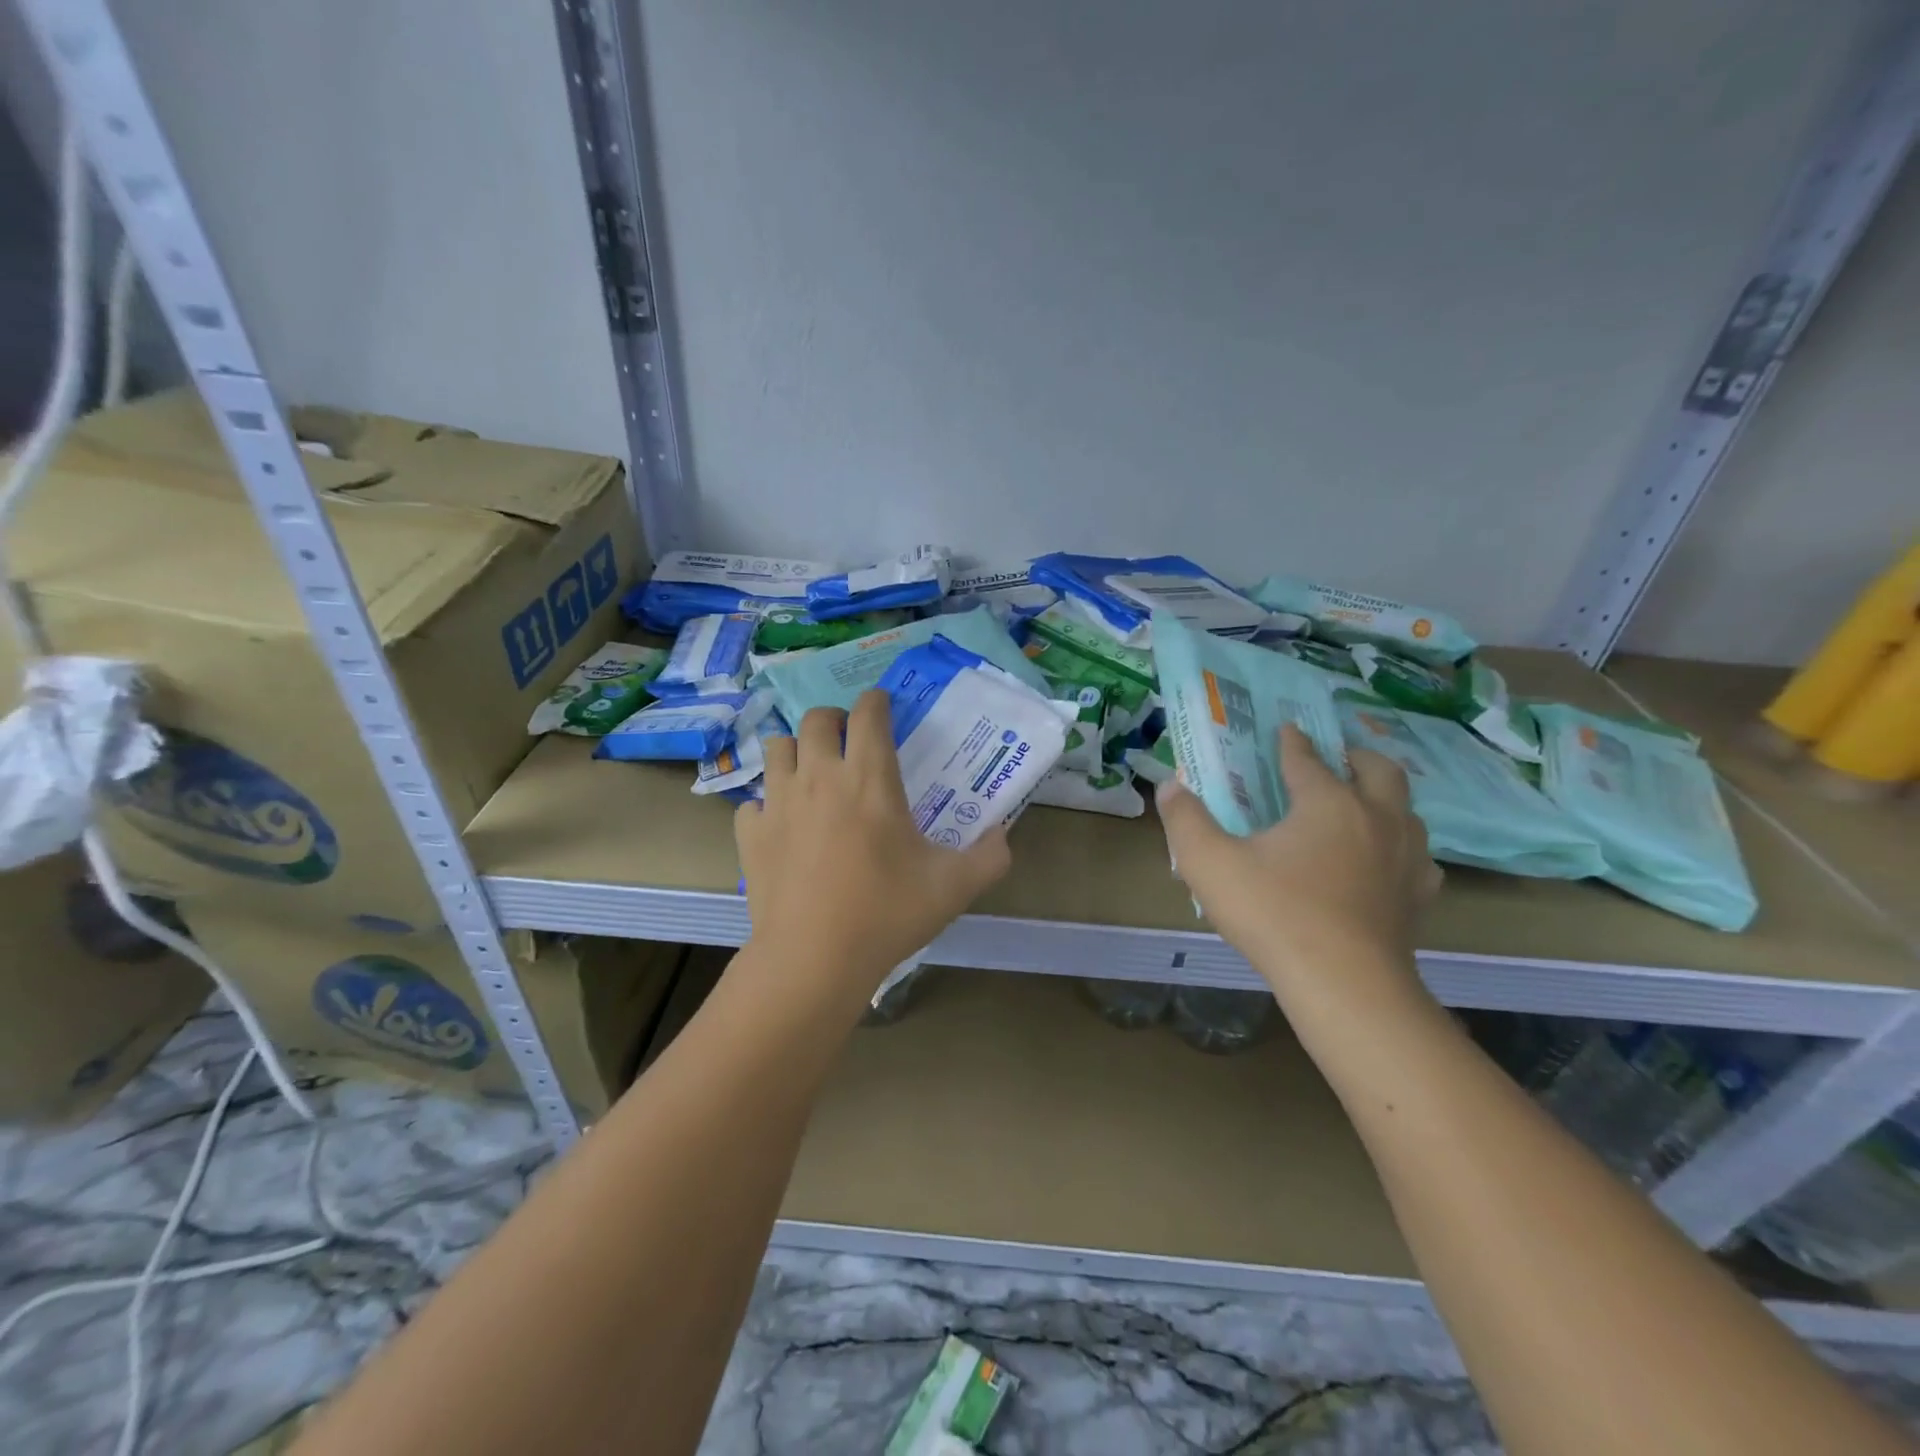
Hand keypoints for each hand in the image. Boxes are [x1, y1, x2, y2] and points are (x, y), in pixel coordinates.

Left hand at [734, 691, 1011, 1002]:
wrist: (813, 959)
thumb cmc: (887, 914)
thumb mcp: (953, 887)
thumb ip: (990, 857)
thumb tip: (1004, 837)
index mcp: (870, 778)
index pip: (868, 712)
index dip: (877, 701)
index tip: (884, 707)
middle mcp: (819, 776)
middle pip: (817, 718)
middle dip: (834, 719)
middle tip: (849, 740)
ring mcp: (779, 803)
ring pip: (777, 747)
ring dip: (797, 750)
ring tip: (812, 771)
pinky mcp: (751, 834)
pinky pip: (754, 800)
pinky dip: (768, 803)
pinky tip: (783, 824)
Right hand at [1156, 724, 1442, 996]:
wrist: (1344, 985)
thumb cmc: (1274, 914)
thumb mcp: (1210, 864)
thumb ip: (1185, 820)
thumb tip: (1169, 786)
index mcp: (1327, 802)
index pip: (1307, 759)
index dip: (1292, 742)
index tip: (1286, 730)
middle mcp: (1375, 818)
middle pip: (1378, 770)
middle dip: (1355, 756)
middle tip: (1335, 758)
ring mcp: (1405, 858)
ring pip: (1407, 811)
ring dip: (1384, 799)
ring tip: (1361, 805)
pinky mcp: (1417, 897)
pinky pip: (1418, 859)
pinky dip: (1401, 849)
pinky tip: (1384, 864)